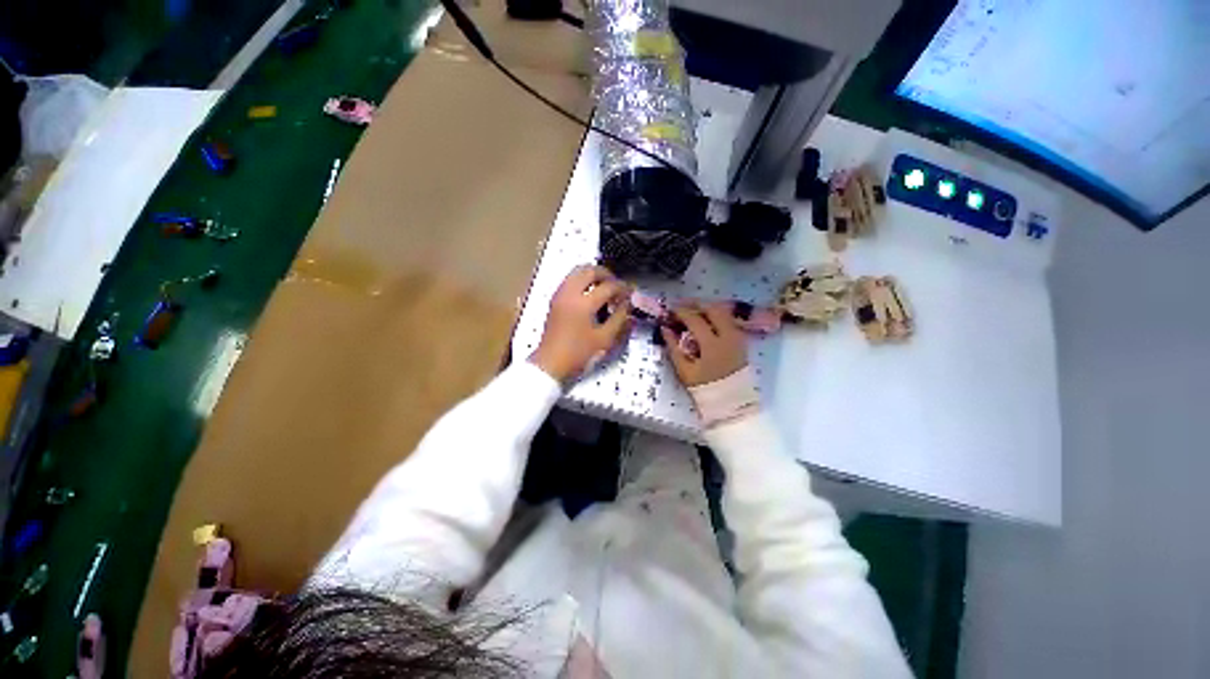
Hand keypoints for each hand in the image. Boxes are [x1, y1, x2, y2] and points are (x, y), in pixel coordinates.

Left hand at [530, 265, 632, 382]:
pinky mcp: (555, 300)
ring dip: (593, 275)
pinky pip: (570, 280)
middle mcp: (569, 293)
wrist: (550, 363)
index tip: (631, 294)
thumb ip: (620, 320)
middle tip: (617, 286)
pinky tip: (591, 295)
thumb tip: (627, 305)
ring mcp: (559, 295)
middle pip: (589, 270)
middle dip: (606, 274)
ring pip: (577, 272)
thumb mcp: (604, 340)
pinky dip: (582, 281)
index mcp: (583, 303)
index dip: (623, 288)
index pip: (608, 286)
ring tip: (605, 288)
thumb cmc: (578, 354)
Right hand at [661, 302, 747, 386]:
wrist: (731, 402)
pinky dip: (716, 315)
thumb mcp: (685, 371)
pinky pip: (729, 320)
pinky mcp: (741, 340)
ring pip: (724, 312)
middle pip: (713, 309)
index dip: (681, 312)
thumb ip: (673, 347)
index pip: (695, 320)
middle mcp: (728, 336)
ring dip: (707, 308)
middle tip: (682, 305)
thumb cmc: (705, 388)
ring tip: (693, 310)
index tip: (670, 310)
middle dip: (696, 304)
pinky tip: (706, 319)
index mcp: (712, 345)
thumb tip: (665, 329)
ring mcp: (737, 337)